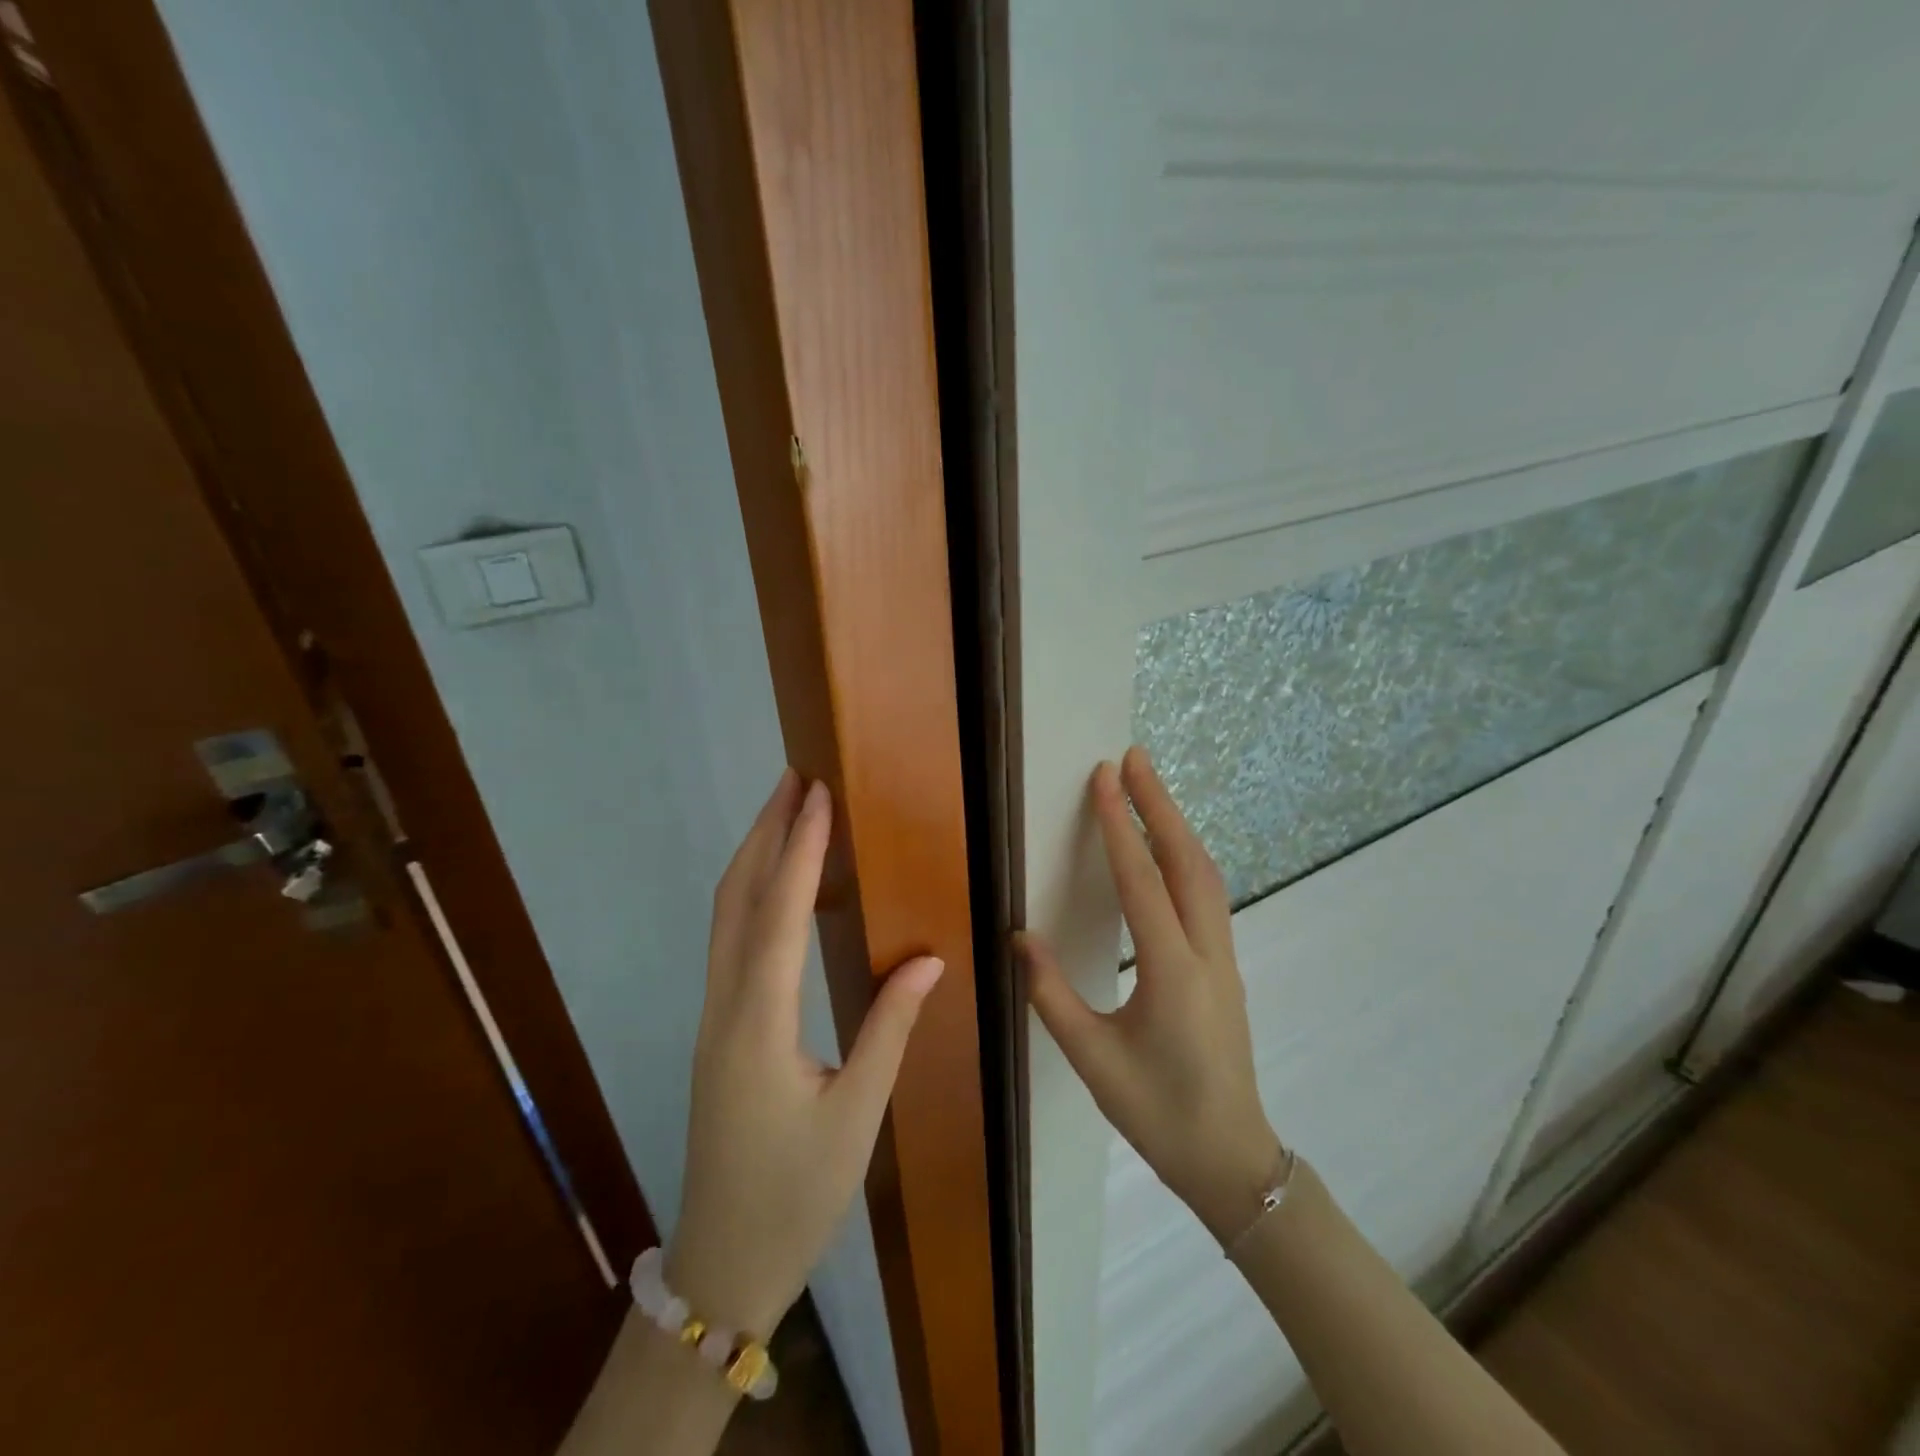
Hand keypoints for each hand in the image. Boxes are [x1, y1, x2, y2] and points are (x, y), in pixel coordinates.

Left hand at [666, 771, 943, 1335]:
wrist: (724, 1261)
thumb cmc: (797, 1193)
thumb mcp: (856, 1115)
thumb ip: (890, 1028)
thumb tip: (928, 957)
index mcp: (760, 1024)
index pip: (779, 915)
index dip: (800, 849)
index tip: (817, 795)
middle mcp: (726, 1006)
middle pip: (736, 899)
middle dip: (764, 832)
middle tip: (793, 779)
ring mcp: (714, 1017)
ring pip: (725, 917)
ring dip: (754, 858)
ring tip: (785, 813)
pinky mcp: (718, 1028)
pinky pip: (729, 941)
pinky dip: (751, 894)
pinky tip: (776, 886)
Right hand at [1018, 747, 1280, 1242]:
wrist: (1231, 1159)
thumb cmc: (1157, 1113)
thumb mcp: (1092, 1060)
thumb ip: (1051, 994)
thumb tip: (1019, 935)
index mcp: (1171, 972)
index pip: (1142, 881)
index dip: (1120, 825)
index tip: (1104, 777)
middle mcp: (1206, 952)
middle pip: (1187, 860)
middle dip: (1159, 803)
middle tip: (1133, 757)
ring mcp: (1224, 957)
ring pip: (1205, 873)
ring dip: (1177, 825)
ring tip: (1148, 788)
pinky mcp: (1225, 965)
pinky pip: (1208, 893)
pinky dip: (1186, 855)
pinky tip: (1167, 849)